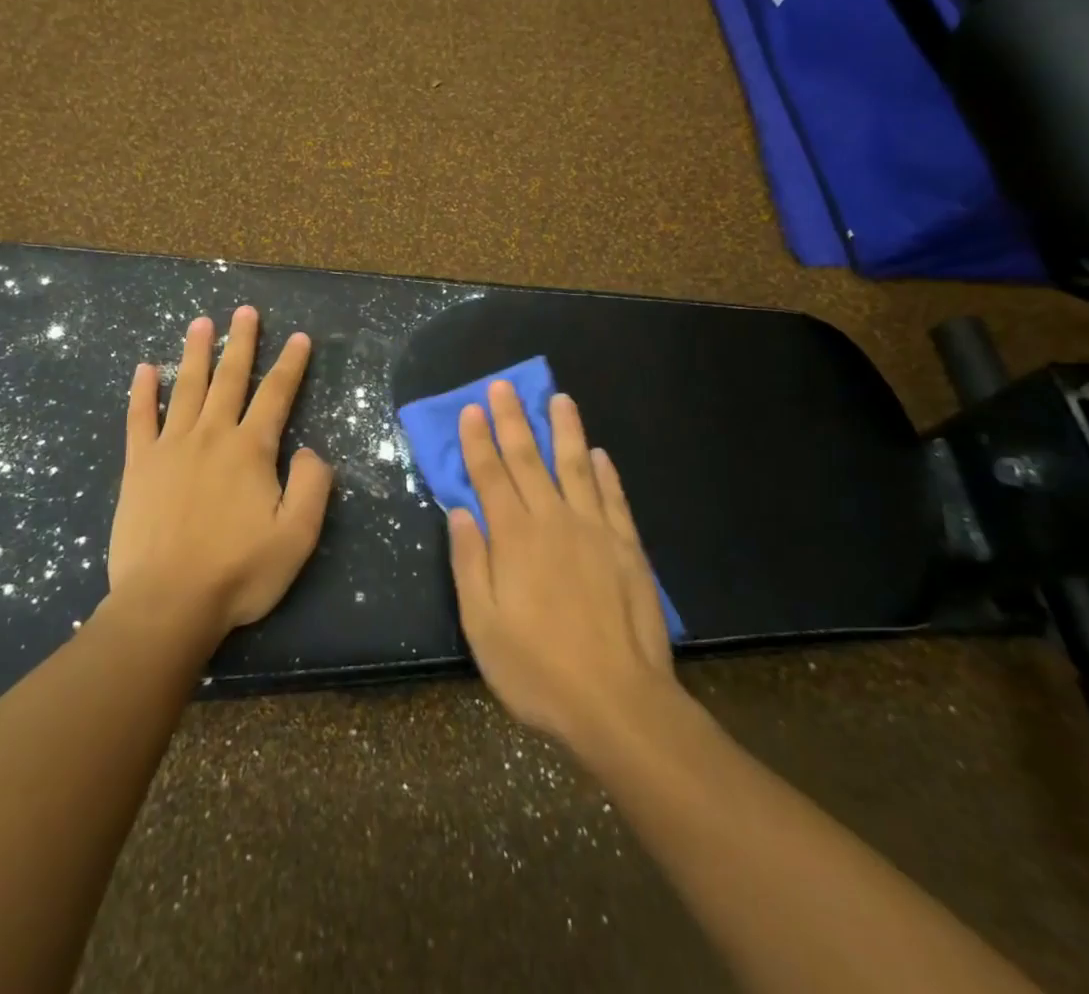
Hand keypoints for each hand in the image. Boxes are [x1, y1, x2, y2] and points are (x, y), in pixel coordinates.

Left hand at [107, 305, 332, 644]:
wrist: (167, 603)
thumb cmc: (238, 572)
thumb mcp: (297, 537)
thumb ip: (313, 487)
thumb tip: (311, 451)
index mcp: (251, 450)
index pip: (276, 395)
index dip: (291, 364)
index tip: (300, 337)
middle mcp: (212, 436)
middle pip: (230, 378)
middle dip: (242, 342)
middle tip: (246, 311)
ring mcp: (171, 447)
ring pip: (186, 388)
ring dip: (195, 353)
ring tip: (200, 322)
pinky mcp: (139, 466)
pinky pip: (140, 419)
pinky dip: (142, 392)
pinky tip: (144, 368)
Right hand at [446, 382, 681, 751]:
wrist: (619, 702)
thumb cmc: (538, 669)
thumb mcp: (483, 625)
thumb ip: (469, 563)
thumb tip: (461, 511)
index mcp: (514, 538)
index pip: (491, 476)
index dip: (479, 441)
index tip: (472, 408)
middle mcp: (553, 521)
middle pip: (529, 459)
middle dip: (513, 420)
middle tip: (505, 386)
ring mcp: (594, 530)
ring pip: (576, 467)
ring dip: (565, 430)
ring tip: (560, 399)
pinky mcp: (626, 547)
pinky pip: (613, 498)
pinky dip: (606, 473)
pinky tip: (599, 454)